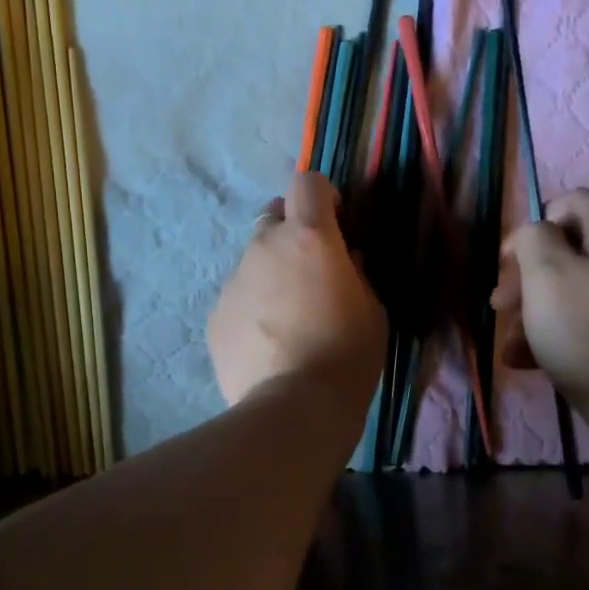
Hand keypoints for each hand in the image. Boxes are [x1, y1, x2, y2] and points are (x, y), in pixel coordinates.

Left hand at [209, 172, 384, 407]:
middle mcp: (264, 247)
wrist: (294, 407)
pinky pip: (237, 298)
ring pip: (253, 262)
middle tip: (310, 272)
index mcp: (309, 237)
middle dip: (292, 234)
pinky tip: (267, 344)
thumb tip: (347, 258)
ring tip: (287, 319)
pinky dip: (252, 308)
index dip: (322, 195)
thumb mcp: (373, 311)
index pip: (307, 183)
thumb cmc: (347, 354)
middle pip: (274, 218)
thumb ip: (357, 273)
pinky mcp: (215, 315)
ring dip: (270, 275)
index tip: (335, 221)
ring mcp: (234, 281)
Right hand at [492, 189, 588, 405]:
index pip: (571, 202)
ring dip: (536, 312)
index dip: (533, 226)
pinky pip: (588, 319)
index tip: (509, 263)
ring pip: (573, 290)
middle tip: (501, 307)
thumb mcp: (545, 273)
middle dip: (528, 278)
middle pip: (569, 250)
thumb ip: (534, 238)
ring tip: (511, 346)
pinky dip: (558, 333)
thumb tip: (537, 233)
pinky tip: (529, 361)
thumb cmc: (584, 329)